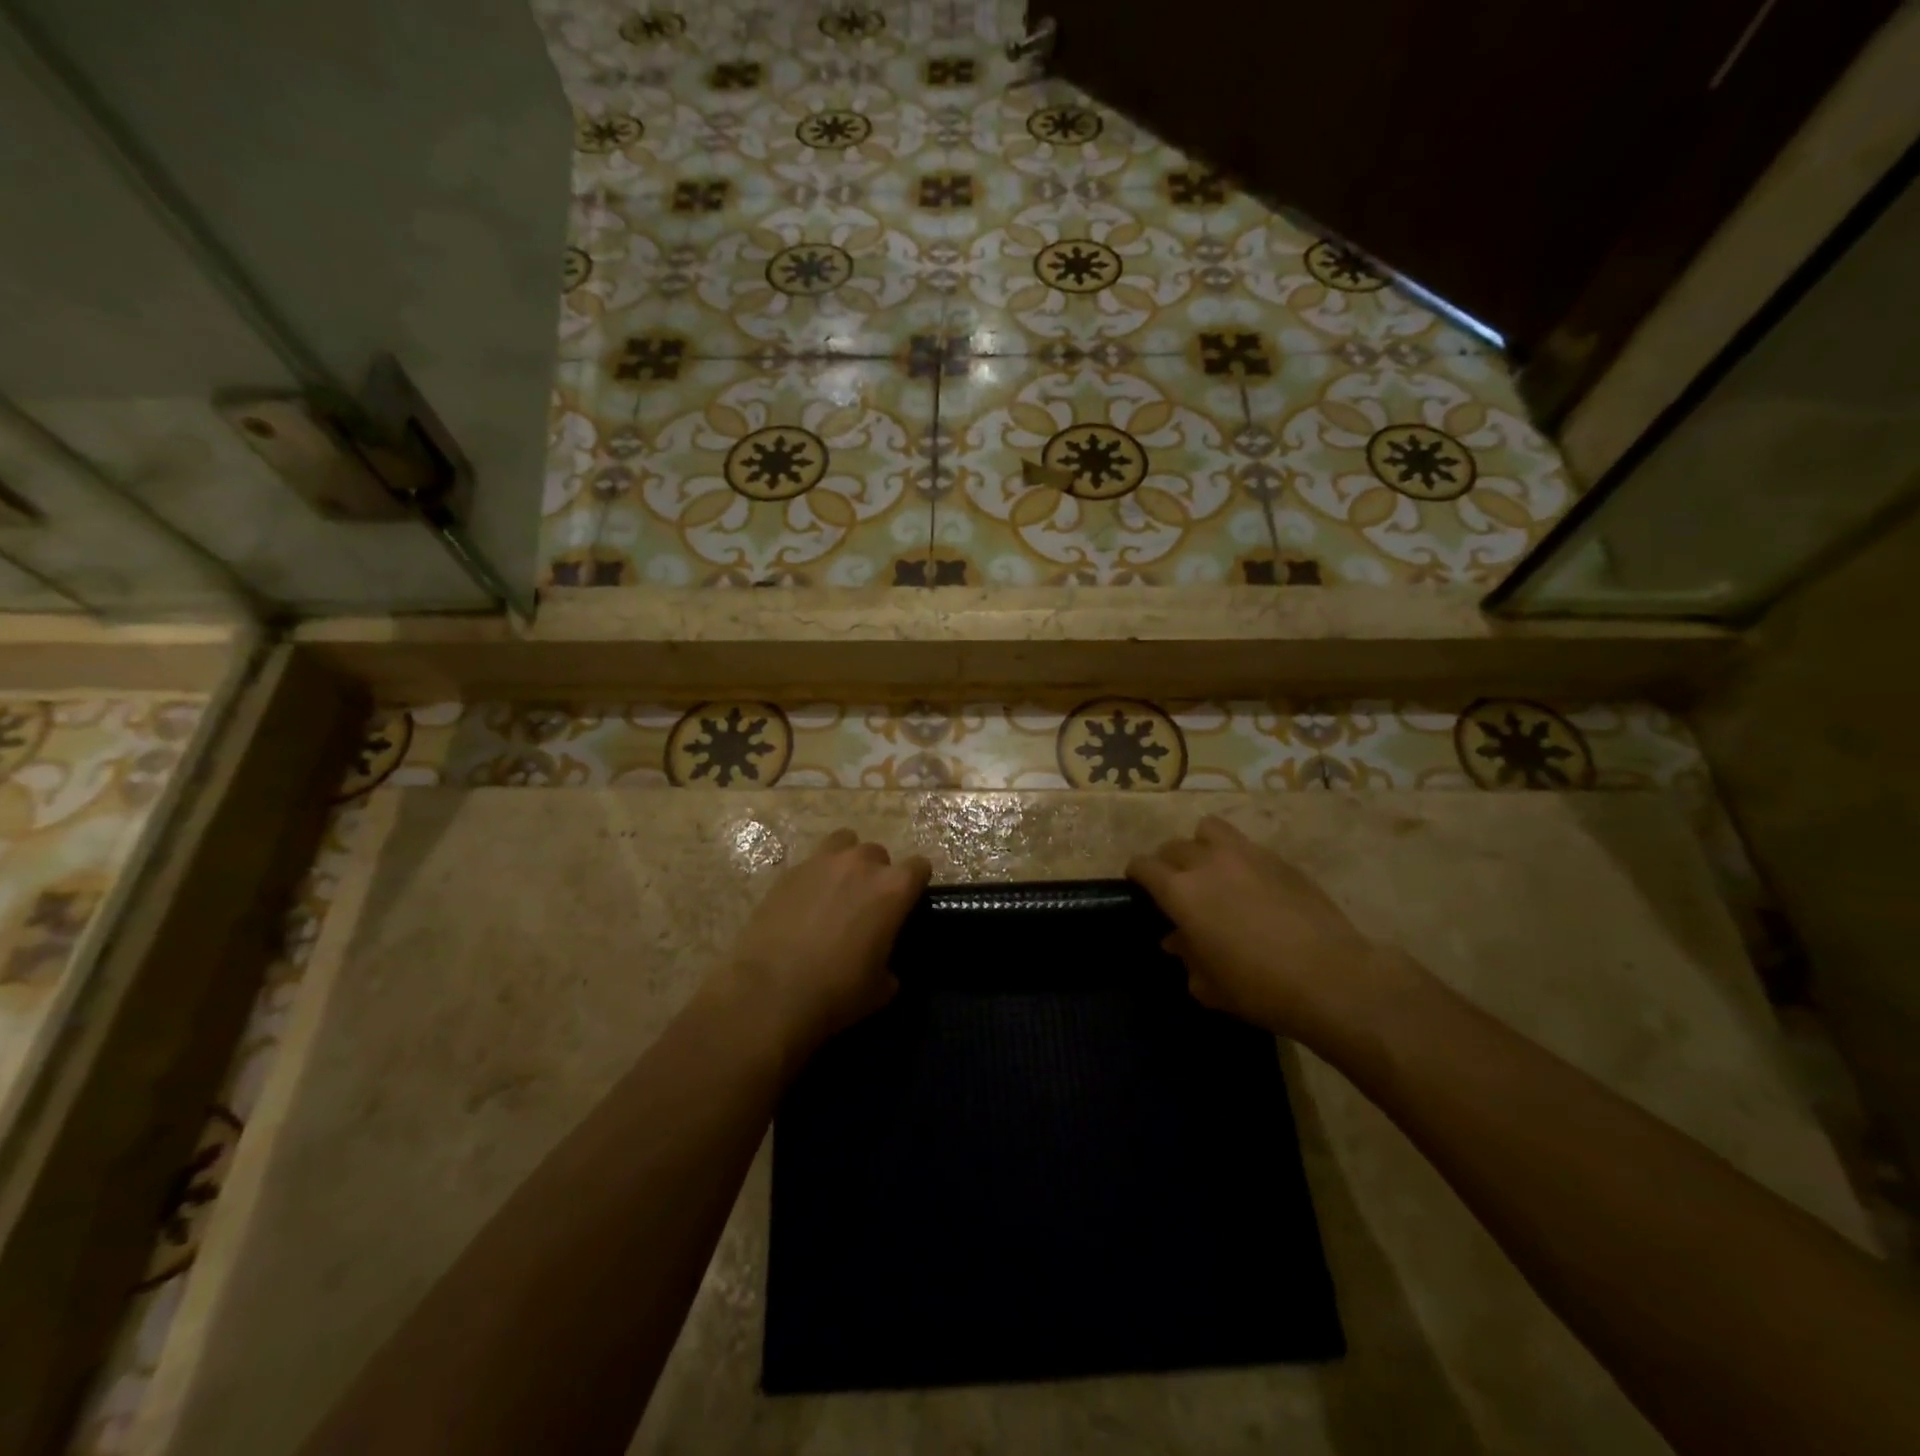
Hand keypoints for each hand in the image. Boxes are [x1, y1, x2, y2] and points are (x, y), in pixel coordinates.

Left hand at [719, 828, 931, 1065]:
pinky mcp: (788, 872)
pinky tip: (805, 904)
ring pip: (843, 842)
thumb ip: (890, 964)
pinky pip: (811, 863)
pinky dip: (814, 877)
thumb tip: (885, 967)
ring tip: (836, 890)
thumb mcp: (880, 988)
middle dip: (877, 874)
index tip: (908, 903)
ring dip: (846, 862)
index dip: (916, 884)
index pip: (919, 867)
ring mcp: (821, 862)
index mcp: (892, 888)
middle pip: (878, 853)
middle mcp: (861, 864)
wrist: (770, 993)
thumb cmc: (836, 992)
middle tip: (866, 905)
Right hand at [1128, 815, 1400, 1039]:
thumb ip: (1187, 956)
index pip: (1144, 865)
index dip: (1136, 874)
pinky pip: (1246, 846)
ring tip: (1210, 869)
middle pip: (1173, 846)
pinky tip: (1250, 885)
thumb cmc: (1259, 988)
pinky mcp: (1280, 859)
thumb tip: (1177, 940)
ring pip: (1208, 829)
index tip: (1137, 885)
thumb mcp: (1210, 985)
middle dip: (1167, 863)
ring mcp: (1246, 855)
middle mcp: (1207, 863)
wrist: (1331, 978)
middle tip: (1175, 886)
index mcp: (1181, 892)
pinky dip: (1237, 858)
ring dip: (1201, 845)